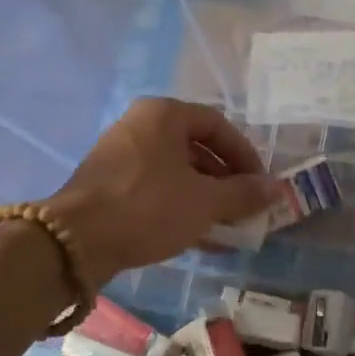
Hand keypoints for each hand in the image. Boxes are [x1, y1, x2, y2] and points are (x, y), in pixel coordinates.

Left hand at [44, 99, 280, 289]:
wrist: (75, 242)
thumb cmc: (148, 207)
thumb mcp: (205, 201)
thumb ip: (244, 193)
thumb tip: (279, 189)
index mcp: (164, 114)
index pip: (218, 125)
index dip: (245, 154)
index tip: (260, 183)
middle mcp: (140, 125)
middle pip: (196, 147)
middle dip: (225, 179)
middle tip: (245, 205)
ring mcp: (120, 155)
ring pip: (175, 171)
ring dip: (205, 196)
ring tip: (226, 225)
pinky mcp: (107, 184)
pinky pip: (154, 188)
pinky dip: (179, 206)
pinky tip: (198, 236)